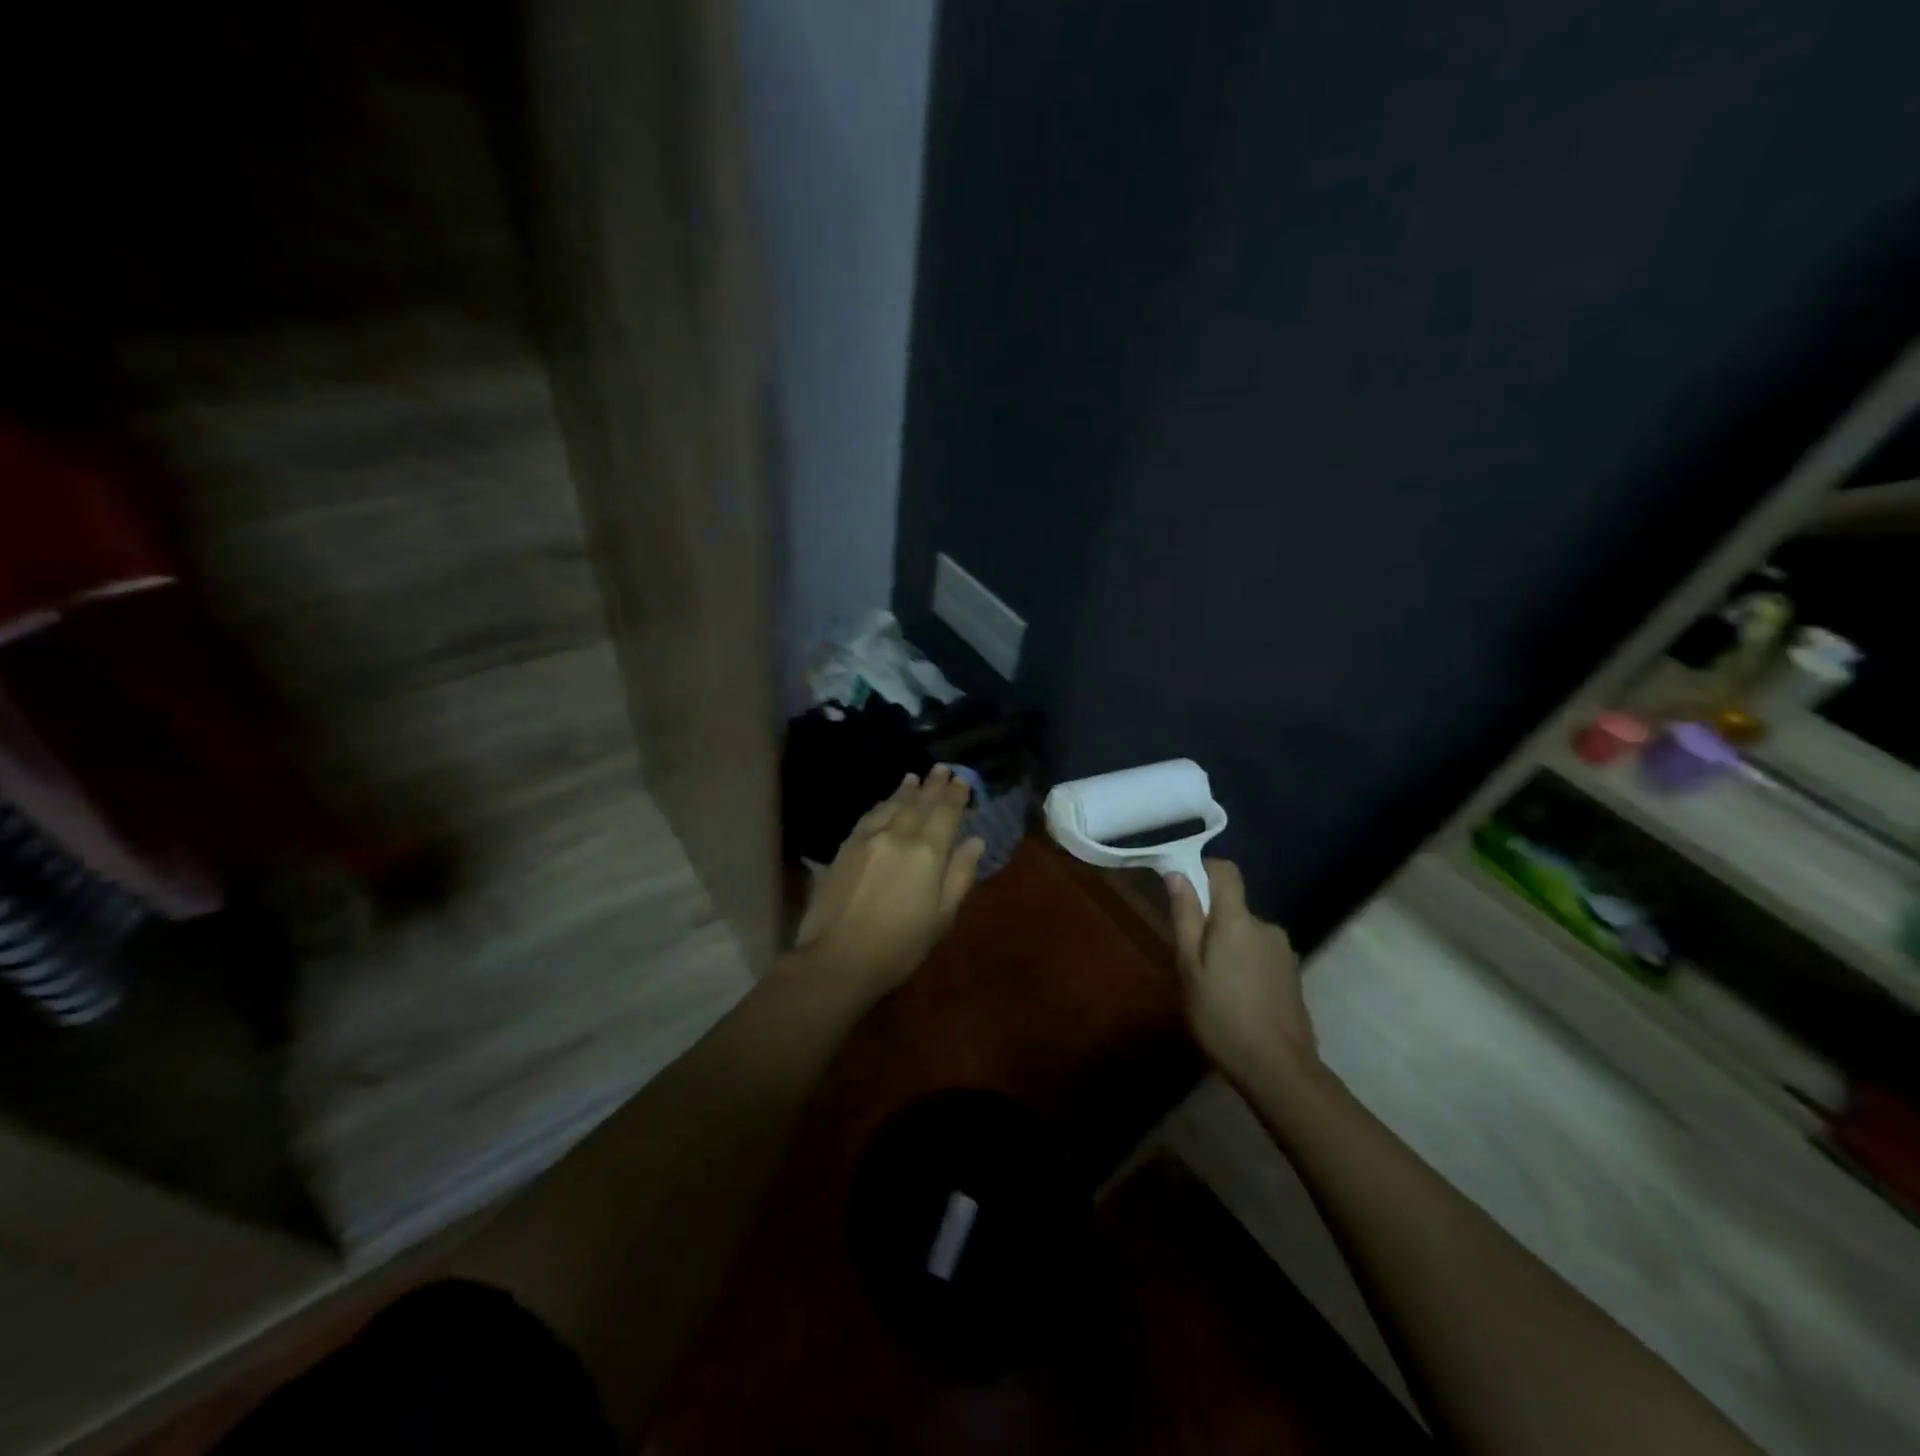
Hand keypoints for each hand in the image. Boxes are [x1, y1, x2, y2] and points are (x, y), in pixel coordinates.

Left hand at [793, 766, 985, 1000]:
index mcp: (928, 853)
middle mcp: (899, 835)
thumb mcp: (942, 917)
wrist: (838, 958)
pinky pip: (868, 816)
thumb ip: (960, 875)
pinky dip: (881, 805)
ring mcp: (869, 839)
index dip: (956, 795)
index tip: (963, 780)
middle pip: (919, 803)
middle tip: (942, 768)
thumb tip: (975, 841)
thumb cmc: (900, 945)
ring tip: (914, 776)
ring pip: (892, 805)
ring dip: (905, 790)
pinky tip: (884, 802)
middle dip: (932, 785)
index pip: (946, 814)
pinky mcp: (845, 847)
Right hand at [1167, 859, 1317, 1087]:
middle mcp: (1266, 926)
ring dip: (1229, 947)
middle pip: (1233, 906)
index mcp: (1238, 920)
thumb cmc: (1222, 1016)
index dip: (1204, 870)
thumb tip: (1177, 874)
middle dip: (1211, 922)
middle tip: (1192, 959)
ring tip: (1213, 985)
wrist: (1279, 1069)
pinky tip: (1236, 998)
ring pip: (1246, 933)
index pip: (1226, 871)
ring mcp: (1283, 951)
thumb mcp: (1190, 967)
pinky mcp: (1292, 974)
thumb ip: (1185, 918)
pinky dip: (1245, 965)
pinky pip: (1260, 954)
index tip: (1183, 889)